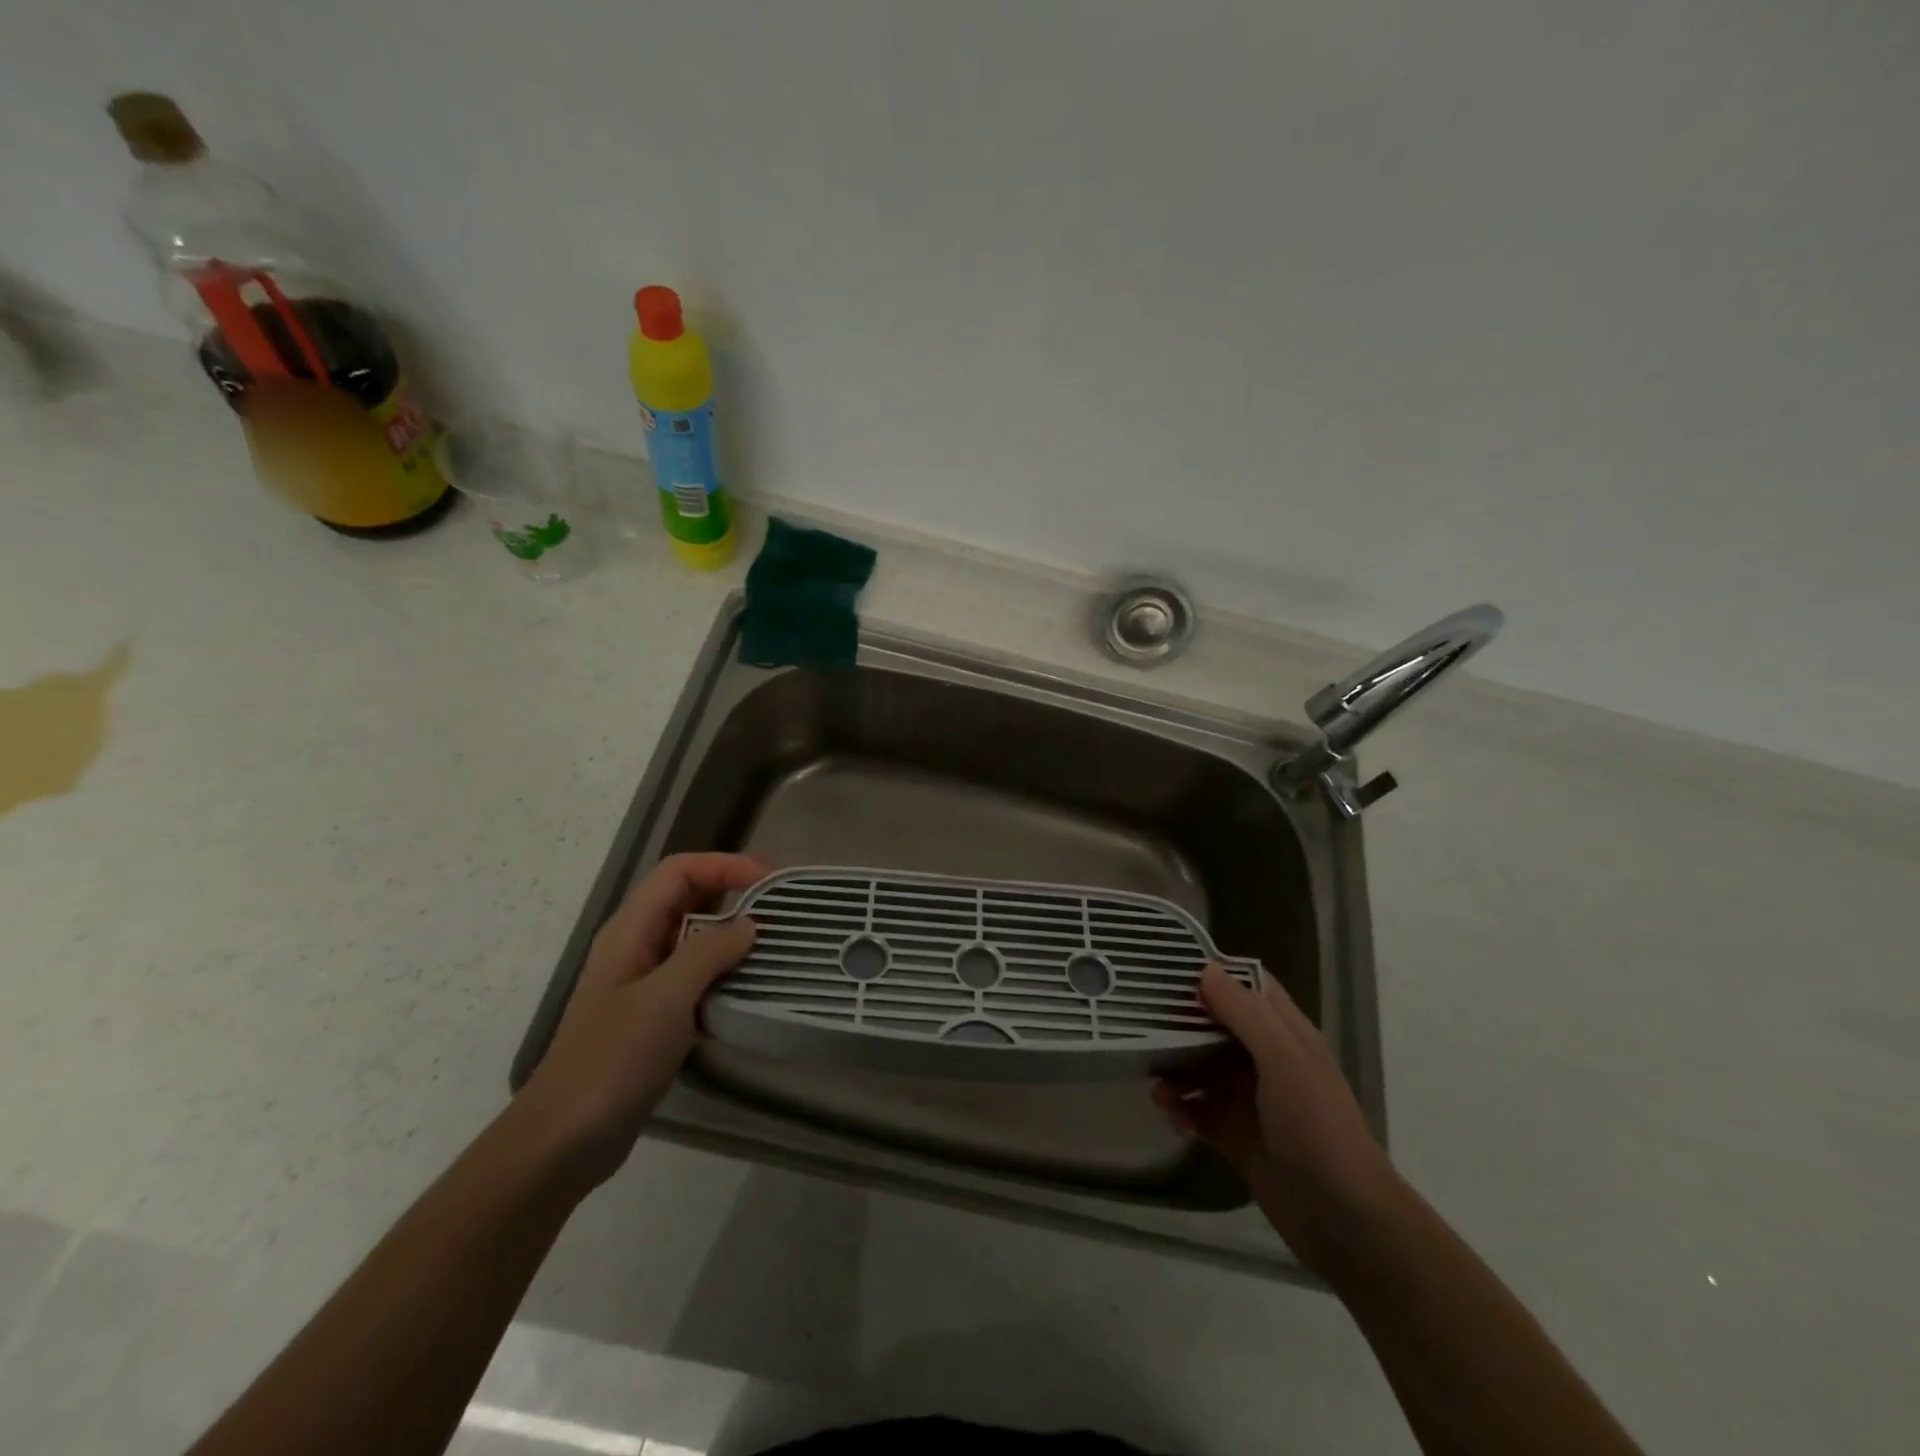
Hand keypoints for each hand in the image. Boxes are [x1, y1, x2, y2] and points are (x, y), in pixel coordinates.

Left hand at [517, 852, 764, 1190]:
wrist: (565, 1140)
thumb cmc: (611, 1060)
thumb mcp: (665, 999)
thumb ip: (708, 952)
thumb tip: (750, 924)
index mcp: (630, 931)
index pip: (678, 872)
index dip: (723, 865)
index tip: (767, 881)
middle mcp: (636, 947)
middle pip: (687, 899)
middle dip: (732, 894)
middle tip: (779, 910)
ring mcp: (643, 984)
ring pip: (693, 940)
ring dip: (732, 937)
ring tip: (774, 946)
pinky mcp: (654, 1017)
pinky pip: (695, 979)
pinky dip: (724, 975)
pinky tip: (751, 991)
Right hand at [1154, 965, 1399, 1276]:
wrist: (1344, 1220)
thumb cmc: (1317, 1127)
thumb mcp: (1284, 1060)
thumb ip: (1245, 1014)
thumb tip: (1206, 970)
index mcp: (1286, 1035)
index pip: (1249, 988)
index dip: (1216, 975)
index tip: (1171, 971)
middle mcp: (1267, 1061)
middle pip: (1217, 1027)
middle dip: (1182, 1025)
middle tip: (1143, 1025)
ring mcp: (1251, 1100)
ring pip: (1202, 1070)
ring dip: (1177, 1072)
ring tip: (1156, 1086)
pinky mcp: (1237, 1137)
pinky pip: (1199, 1111)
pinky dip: (1182, 1110)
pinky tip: (1172, 1117)